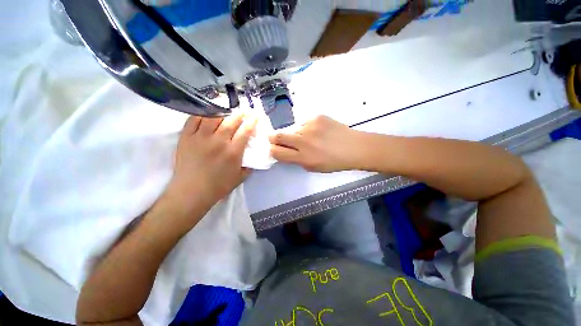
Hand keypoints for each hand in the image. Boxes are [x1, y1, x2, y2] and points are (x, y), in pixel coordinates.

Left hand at [164, 114, 256, 215]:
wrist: (191, 192)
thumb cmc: (218, 186)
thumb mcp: (241, 177)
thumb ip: (250, 165)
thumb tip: (254, 155)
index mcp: (233, 151)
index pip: (246, 130)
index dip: (252, 121)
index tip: (256, 116)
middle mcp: (219, 141)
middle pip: (232, 121)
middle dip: (241, 113)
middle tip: (244, 110)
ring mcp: (201, 137)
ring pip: (213, 117)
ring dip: (223, 111)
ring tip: (227, 110)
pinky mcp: (186, 137)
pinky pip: (194, 119)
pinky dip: (203, 114)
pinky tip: (208, 113)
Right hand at [269, 115, 365, 172]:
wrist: (354, 147)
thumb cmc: (334, 162)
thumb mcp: (313, 167)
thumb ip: (297, 160)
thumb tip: (286, 151)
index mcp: (303, 157)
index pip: (277, 152)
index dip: (272, 150)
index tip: (272, 148)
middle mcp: (304, 141)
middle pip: (278, 136)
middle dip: (273, 138)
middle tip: (275, 139)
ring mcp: (310, 126)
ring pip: (293, 129)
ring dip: (294, 134)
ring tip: (307, 137)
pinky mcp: (317, 117)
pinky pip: (304, 122)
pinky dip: (306, 128)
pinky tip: (317, 131)